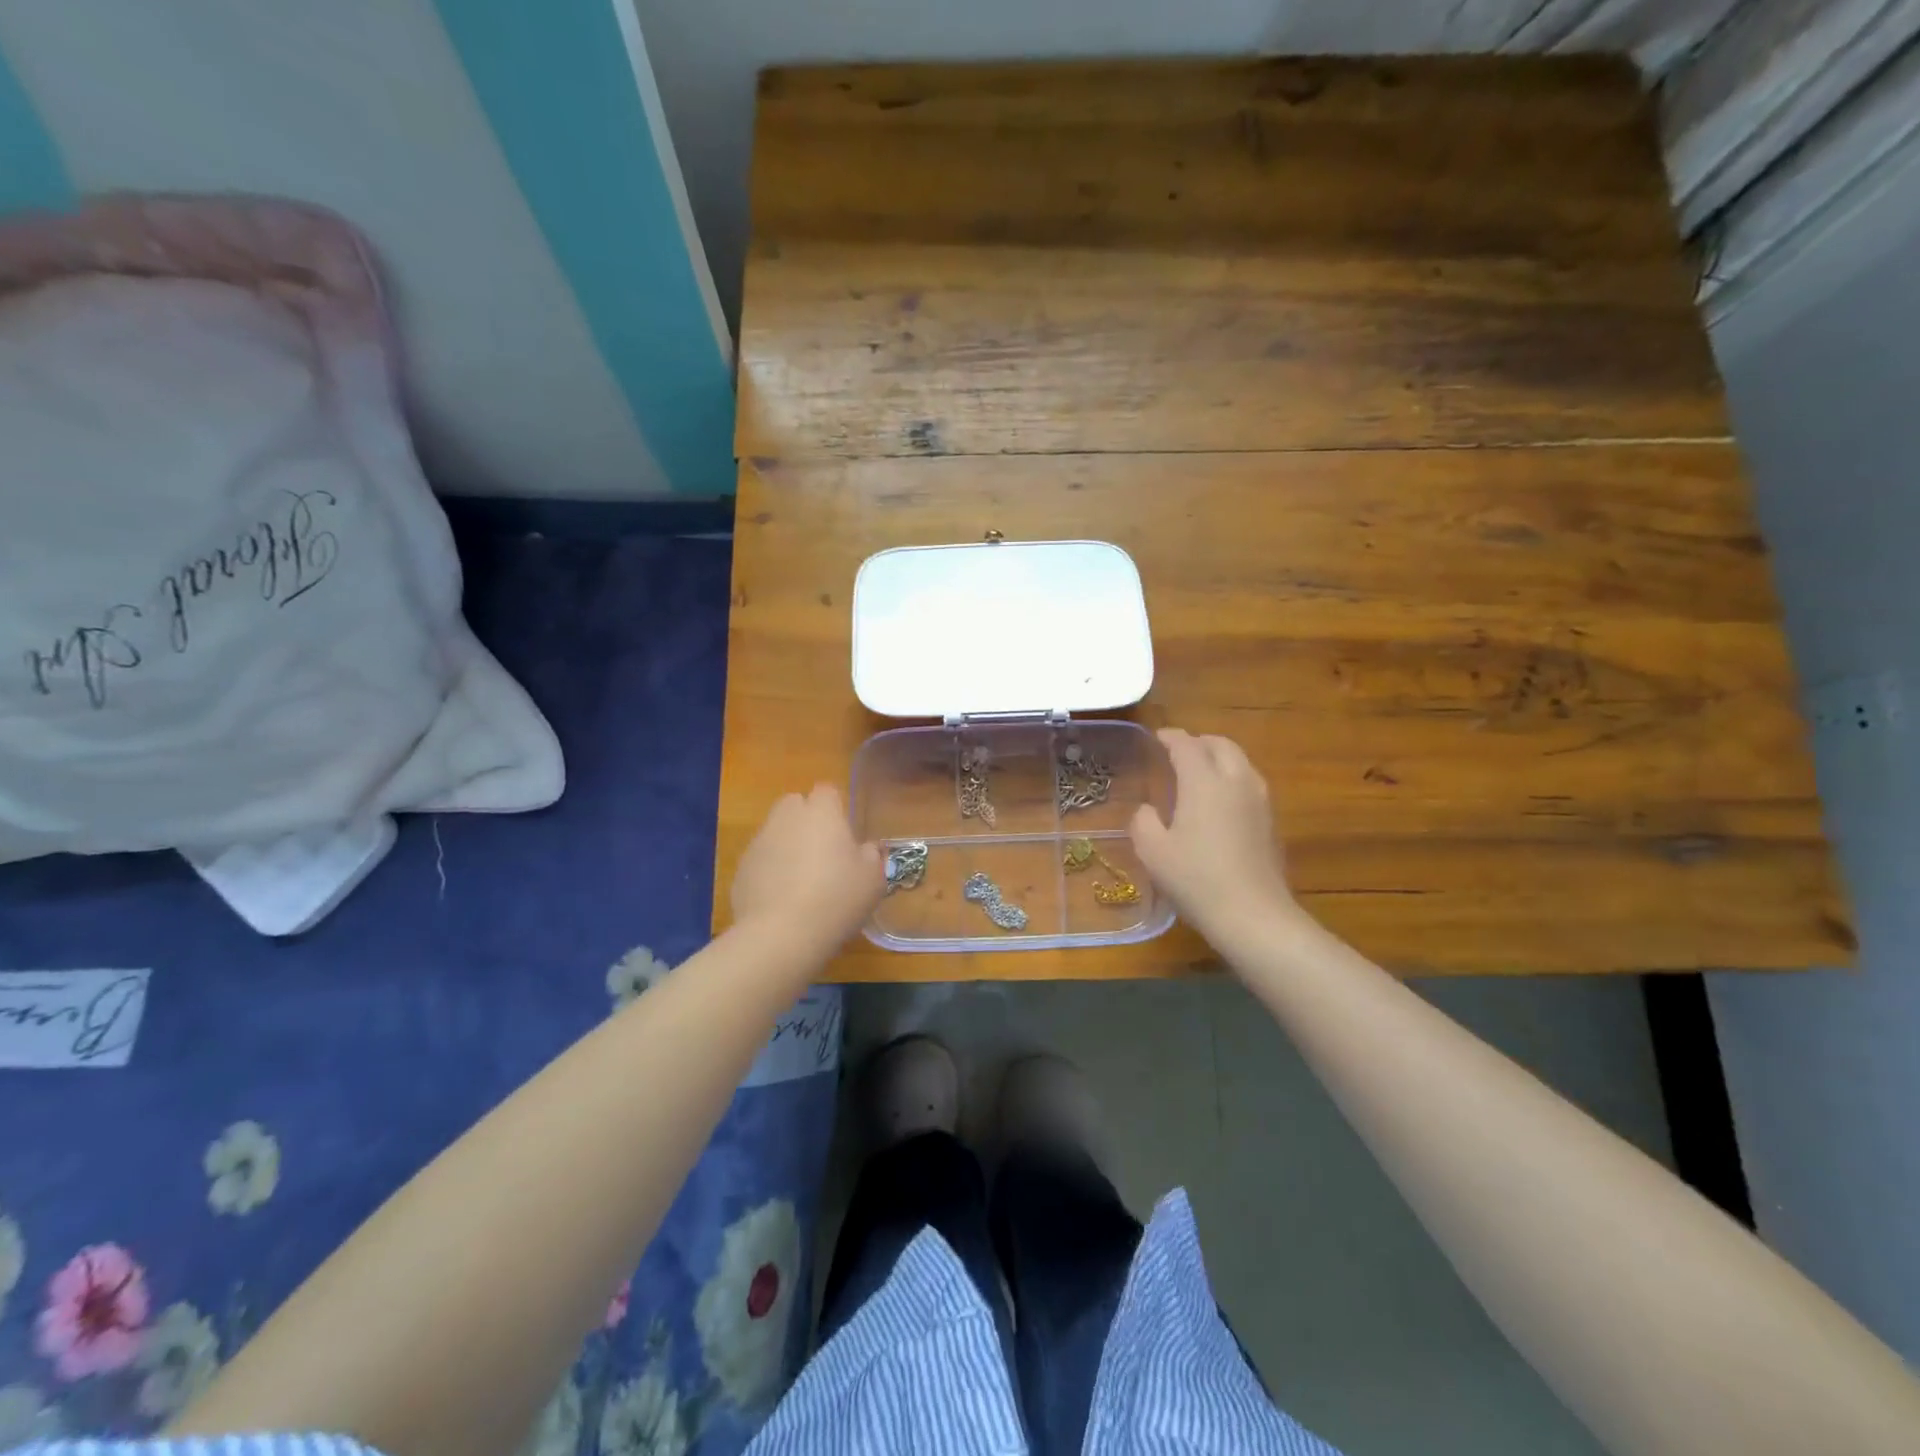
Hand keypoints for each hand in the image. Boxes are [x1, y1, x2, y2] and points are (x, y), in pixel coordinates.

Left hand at [731, 784, 884, 945]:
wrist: (781, 935)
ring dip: (787, 845)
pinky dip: (770, 871)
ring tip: (801, 879)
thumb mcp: (873, 879)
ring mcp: (759, 842)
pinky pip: (760, 860)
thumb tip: (865, 849)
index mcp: (821, 812)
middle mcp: (786, 818)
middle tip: (823, 851)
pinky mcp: (741, 869)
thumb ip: (871, 855)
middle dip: (806, 819)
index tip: (845, 833)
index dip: (835, 808)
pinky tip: (782, 899)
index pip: (827, 790)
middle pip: (794, 804)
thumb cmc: (837, 898)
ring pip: (775, 832)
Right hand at [1130, 729, 1299, 946]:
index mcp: (1204, 781)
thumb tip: (1148, 811)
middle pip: (1221, 745)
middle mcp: (1236, 781)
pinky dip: (1232, 780)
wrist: (1253, 915)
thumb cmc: (1196, 879)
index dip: (1170, 737)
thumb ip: (1143, 822)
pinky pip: (1250, 784)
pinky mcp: (1272, 822)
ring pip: (1241, 763)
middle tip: (1180, 751)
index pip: (1187, 745)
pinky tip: (1220, 802)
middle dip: (1199, 742)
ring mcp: (1260, 801)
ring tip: (1200, 773)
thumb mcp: (1152, 851)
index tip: (1157, 738)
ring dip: (1219, 759)